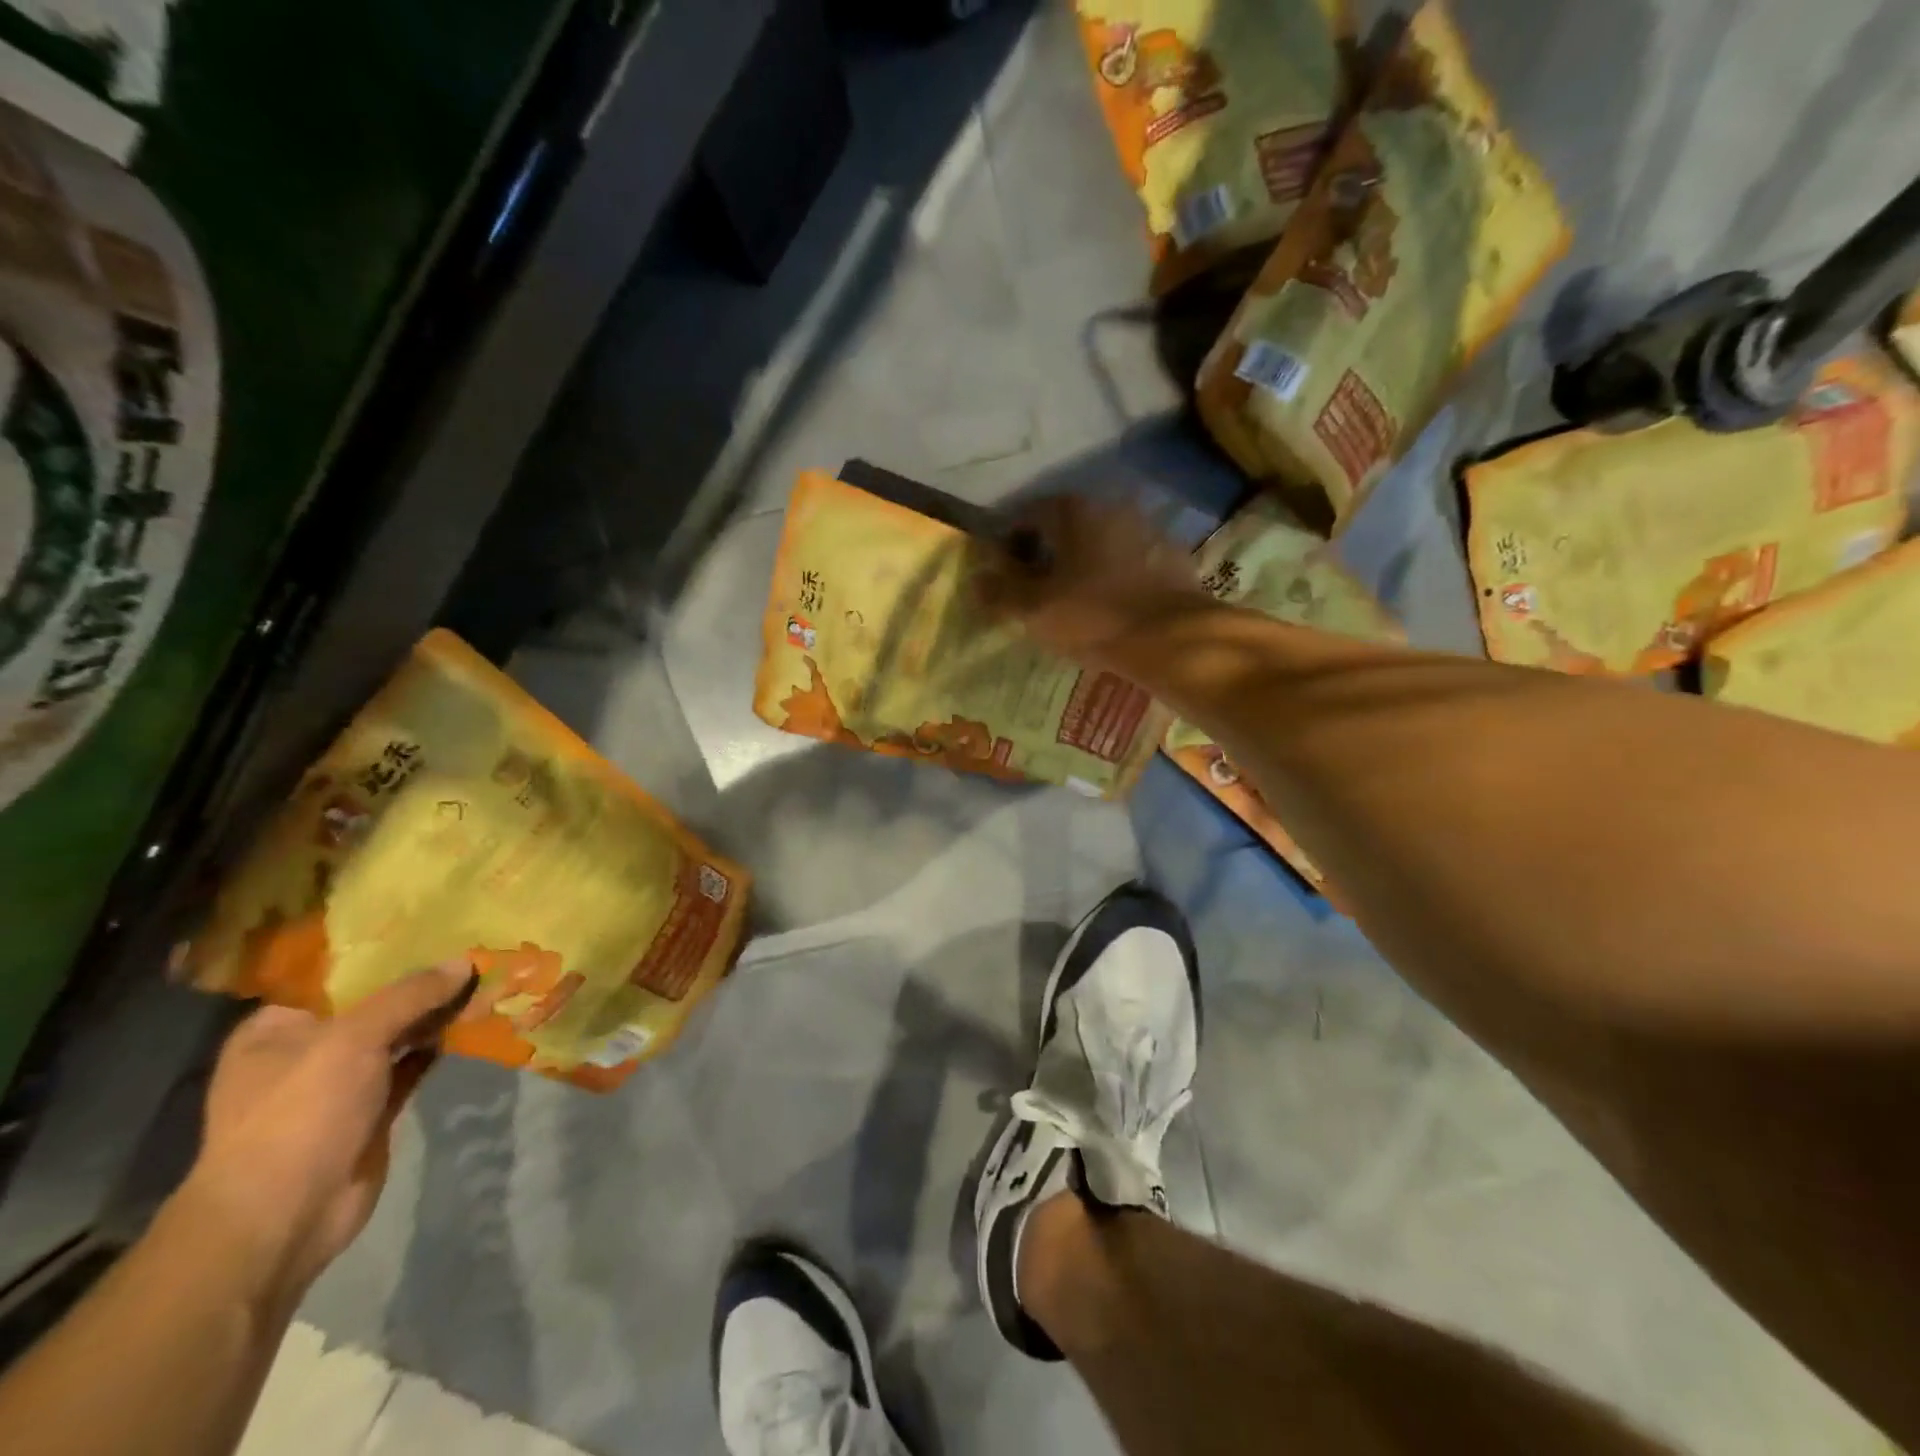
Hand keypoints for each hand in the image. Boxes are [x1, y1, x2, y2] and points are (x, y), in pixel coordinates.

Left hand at [181, 961, 476, 1297]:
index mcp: (278, 1027)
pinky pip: (414, 1064)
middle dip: (422, 981)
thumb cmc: (299, 1114)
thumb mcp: (353, 1038)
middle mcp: (307, 1050)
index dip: (386, 950)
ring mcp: (341, 1083)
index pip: (337, 975)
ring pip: (400, 1033)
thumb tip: (465, 961)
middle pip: (374, 1003)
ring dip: (438, 1013)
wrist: (283, 1218)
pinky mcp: (373, 1109)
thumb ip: (410, 995)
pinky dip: (442, 1045)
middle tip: (475, 947)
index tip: (435, 926)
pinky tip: (479, 1020)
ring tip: (487, 977)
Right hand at [974, 496, 1208, 667]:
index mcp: (1073, 510)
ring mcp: (1147, 528)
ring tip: (1072, 600)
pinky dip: (1113, 575)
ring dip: (1081, 564)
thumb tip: (976, 579)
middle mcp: (1111, 506)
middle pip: (1065, 526)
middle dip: (1045, 552)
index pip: (1026, 514)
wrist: (1171, 638)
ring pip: (1099, 542)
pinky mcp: (1171, 556)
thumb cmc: (1092, 616)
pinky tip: (1109, 605)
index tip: (1003, 574)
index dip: (1008, 543)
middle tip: (1035, 589)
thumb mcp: (1034, 609)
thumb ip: (1000, 591)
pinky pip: (1128, 561)